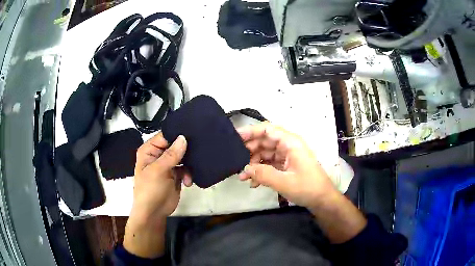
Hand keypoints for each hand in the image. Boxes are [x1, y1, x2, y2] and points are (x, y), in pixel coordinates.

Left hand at [124, 133, 189, 257]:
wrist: (154, 213)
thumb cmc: (150, 190)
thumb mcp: (158, 171)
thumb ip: (171, 155)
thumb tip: (183, 138)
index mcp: (149, 150)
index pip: (165, 136)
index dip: (177, 135)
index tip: (192, 134)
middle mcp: (158, 155)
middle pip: (175, 145)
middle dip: (186, 150)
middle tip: (197, 153)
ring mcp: (168, 165)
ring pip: (183, 157)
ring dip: (188, 165)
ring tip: (189, 174)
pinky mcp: (176, 174)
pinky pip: (186, 168)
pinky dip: (189, 174)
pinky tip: (188, 182)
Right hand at [238, 122, 365, 242]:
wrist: (322, 200)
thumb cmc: (307, 187)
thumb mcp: (284, 182)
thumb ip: (263, 174)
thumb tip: (245, 169)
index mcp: (290, 143)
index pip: (267, 129)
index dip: (250, 131)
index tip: (234, 137)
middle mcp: (288, 146)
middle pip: (264, 141)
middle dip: (249, 150)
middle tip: (235, 161)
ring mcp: (287, 156)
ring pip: (265, 153)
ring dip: (253, 164)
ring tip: (242, 176)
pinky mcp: (286, 166)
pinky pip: (269, 164)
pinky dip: (260, 171)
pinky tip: (253, 183)